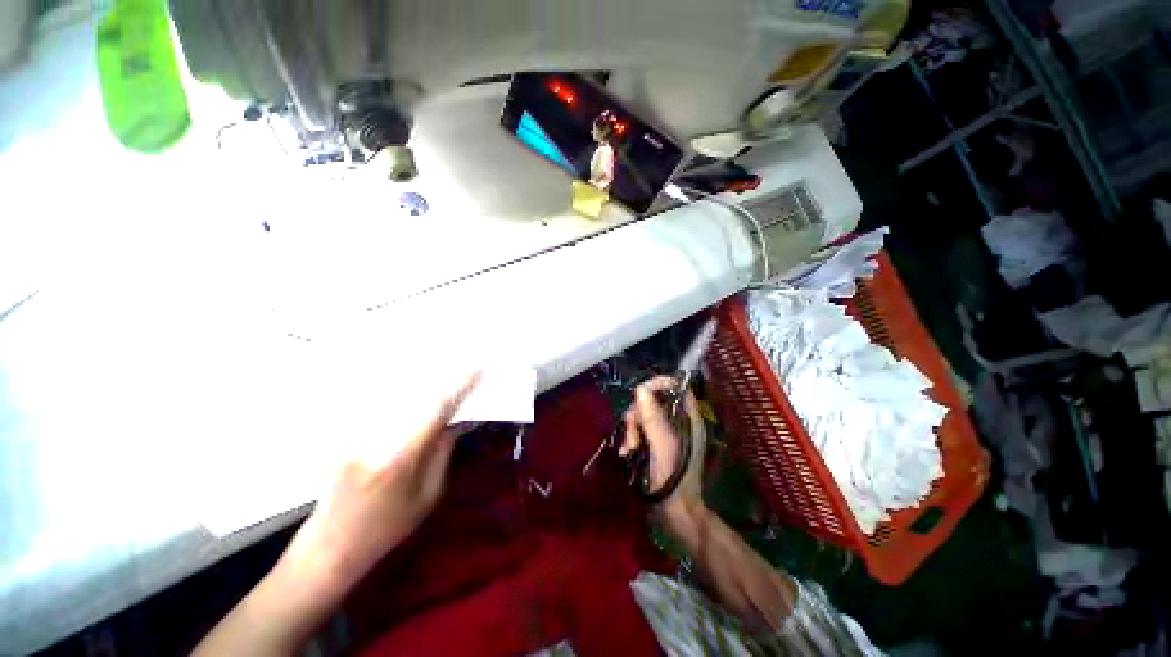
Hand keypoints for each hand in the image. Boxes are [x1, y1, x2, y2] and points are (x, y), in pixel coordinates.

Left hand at [281, 373, 480, 594]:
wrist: (329, 549)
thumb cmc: (385, 529)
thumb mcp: (425, 499)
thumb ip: (441, 458)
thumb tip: (454, 425)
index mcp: (403, 461)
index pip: (436, 414)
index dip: (458, 390)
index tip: (475, 371)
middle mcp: (375, 443)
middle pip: (411, 400)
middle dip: (437, 382)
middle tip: (458, 369)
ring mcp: (352, 441)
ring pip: (391, 403)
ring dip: (414, 390)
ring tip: (433, 378)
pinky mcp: (340, 440)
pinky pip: (374, 413)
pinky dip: (392, 403)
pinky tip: (403, 399)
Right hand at [619, 375, 705, 520]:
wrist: (675, 513)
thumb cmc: (674, 478)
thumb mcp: (662, 445)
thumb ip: (653, 417)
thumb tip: (641, 389)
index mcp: (689, 418)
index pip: (677, 387)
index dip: (659, 384)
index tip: (640, 391)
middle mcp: (677, 422)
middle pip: (654, 401)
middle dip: (639, 414)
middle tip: (633, 433)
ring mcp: (665, 433)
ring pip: (643, 415)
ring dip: (632, 429)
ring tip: (630, 448)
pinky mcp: (654, 443)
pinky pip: (639, 430)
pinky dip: (631, 438)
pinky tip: (626, 452)